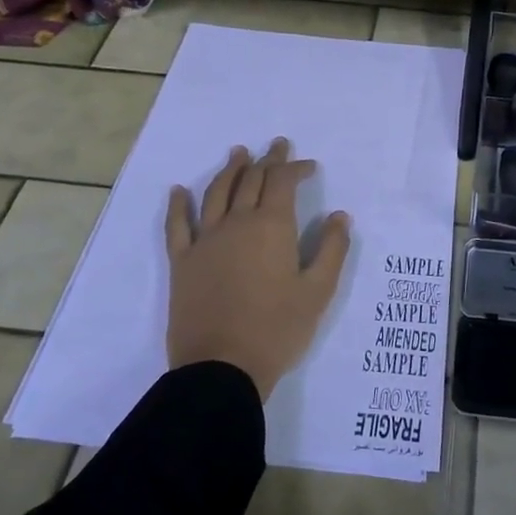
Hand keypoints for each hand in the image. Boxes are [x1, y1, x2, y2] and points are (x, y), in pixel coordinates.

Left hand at [164, 139, 352, 399]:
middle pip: (250, 180)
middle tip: (277, 146)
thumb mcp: (318, 292)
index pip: (282, 182)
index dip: (296, 168)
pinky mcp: (182, 262)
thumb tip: (339, 216)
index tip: (309, 166)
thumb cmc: (277, 330)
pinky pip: (177, 226)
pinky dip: (178, 205)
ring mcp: (205, 241)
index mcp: (272, 227)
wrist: (222, 368)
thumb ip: (332, 249)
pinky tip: (178, 191)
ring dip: (229, 170)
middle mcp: (236, 223)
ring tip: (238, 153)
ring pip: (217, 193)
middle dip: (267, 160)